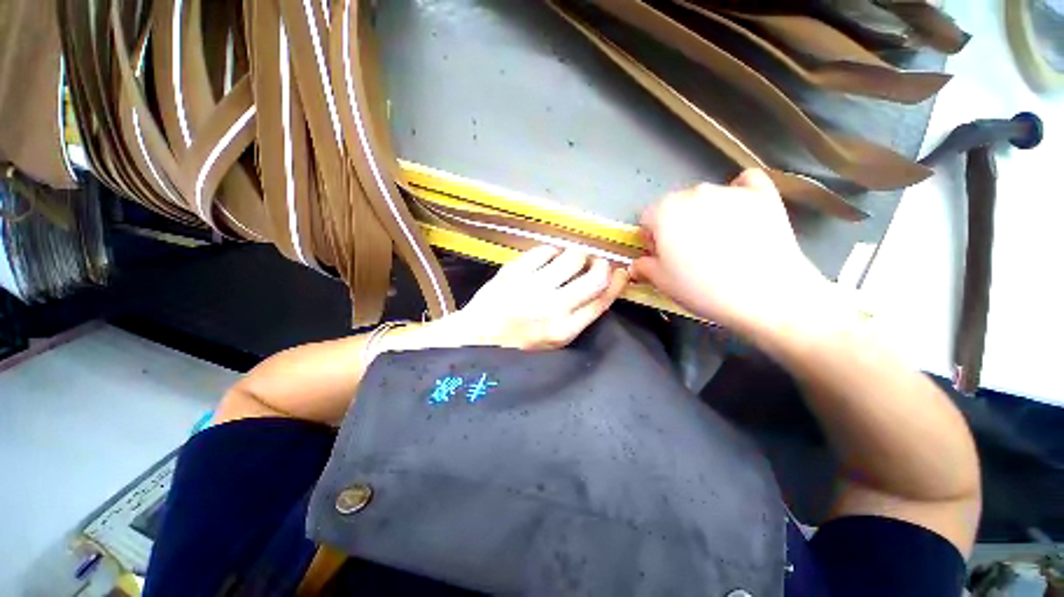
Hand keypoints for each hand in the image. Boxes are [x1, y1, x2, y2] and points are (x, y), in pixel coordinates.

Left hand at [446, 246, 628, 349]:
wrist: (476, 336)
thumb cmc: (517, 342)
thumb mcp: (553, 341)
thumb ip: (578, 317)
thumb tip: (602, 287)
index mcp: (564, 330)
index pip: (602, 301)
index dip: (617, 283)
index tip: (621, 272)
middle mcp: (552, 307)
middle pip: (595, 276)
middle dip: (601, 265)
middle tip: (596, 263)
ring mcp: (532, 286)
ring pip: (573, 257)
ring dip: (577, 256)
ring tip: (569, 261)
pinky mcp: (515, 270)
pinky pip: (546, 250)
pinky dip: (552, 252)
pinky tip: (547, 259)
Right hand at [632, 169, 837, 338]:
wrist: (767, 295)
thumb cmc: (704, 289)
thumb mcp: (662, 283)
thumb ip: (644, 267)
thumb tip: (637, 264)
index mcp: (664, 212)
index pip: (647, 218)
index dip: (651, 238)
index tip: (661, 256)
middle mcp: (694, 193)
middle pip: (674, 205)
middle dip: (674, 225)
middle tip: (688, 252)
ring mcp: (729, 191)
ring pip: (705, 197)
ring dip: (703, 213)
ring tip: (719, 240)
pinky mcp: (763, 194)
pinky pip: (745, 182)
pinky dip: (739, 192)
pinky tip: (741, 210)